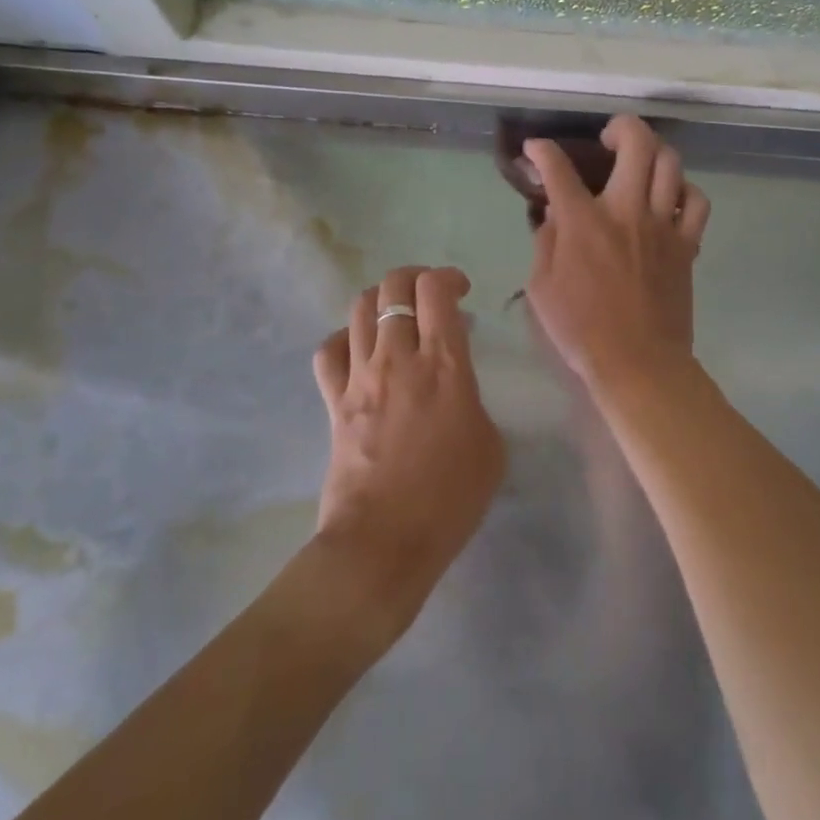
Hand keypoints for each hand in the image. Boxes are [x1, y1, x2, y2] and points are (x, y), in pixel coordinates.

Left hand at [312, 265, 505, 642]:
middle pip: (394, 287)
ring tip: (397, 317)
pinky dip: (345, 339)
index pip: (436, 291)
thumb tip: (455, 385)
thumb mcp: (490, 444)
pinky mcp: (334, 401)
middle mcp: (398, 358)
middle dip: (414, 277)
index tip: (460, 292)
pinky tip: (360, 351)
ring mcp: (361, 377)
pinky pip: (329, 350)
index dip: (448, 278)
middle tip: (430, 295)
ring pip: (360, 308)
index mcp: (444, 365)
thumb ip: (473, 400)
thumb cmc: (450, 498)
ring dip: (382, 301)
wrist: (385, 542)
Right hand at [523, 115, 711, 386]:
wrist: (638, 362)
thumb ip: (546, 242)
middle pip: (636, 143)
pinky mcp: (686, 244)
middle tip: (608, 139)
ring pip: (670, 163)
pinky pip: (696, 201)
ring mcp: (662, 225)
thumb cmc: (581, 329)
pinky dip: (684, 190)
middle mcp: (626, 211)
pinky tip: (670, 197)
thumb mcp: (542, 287)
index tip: (535, 150)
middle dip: (620, 127)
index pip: (558, 168)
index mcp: (583, 222)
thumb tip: (555, 214)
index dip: (542, 151)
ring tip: (640, 162)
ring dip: (653, 152)